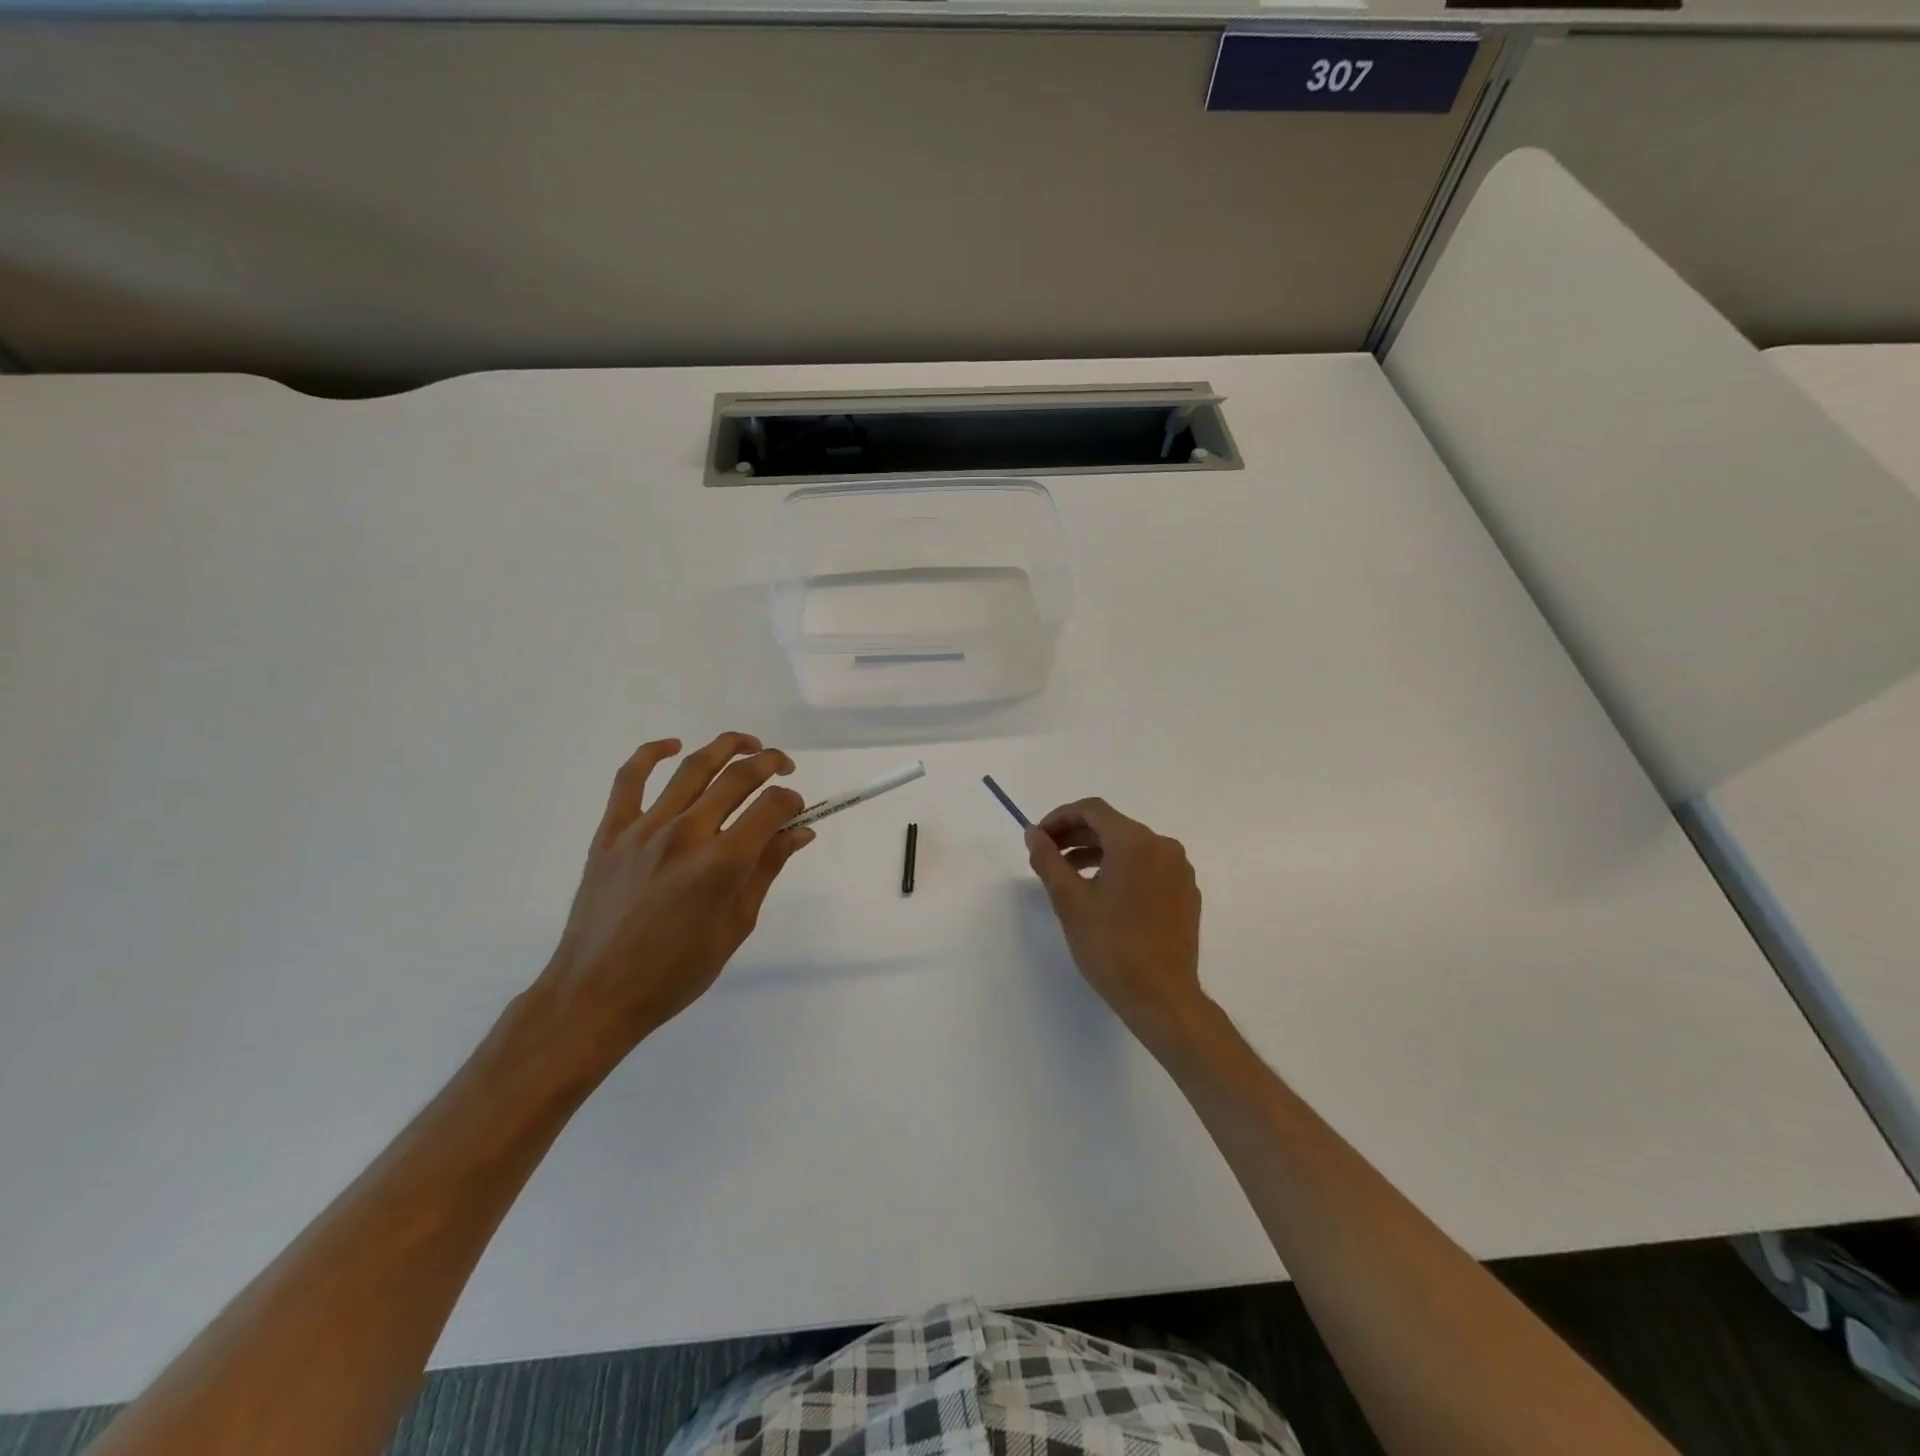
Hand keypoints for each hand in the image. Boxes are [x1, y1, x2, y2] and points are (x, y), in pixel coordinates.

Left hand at [532, 732, 811, 1071]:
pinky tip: (673, 745)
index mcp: (721, 864)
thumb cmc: (675, 972)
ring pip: (692, 767)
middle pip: (737, 777)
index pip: (770, 808)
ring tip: (748, 745)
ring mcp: (644, 828)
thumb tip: (799, 832)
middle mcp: (686, 834)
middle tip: (784, 767)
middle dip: (770, 764)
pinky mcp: (611, 830)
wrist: (596, 993)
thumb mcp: (736, 926)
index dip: (792, 801)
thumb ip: (766, 870)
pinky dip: (651, 752)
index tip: (797, 810)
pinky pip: (629, 777)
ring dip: (727, 746)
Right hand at [1025, 798, 1208, 1048]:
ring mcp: (1179, 870)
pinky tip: (1103, 895)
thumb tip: (1033, 833)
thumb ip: (1048, 860)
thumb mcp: (1070, 901)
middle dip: (1076, 836)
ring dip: (1096, 853)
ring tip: (1069, 876)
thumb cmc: (1111, 947)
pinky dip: (1121, 869)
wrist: (1162, 997)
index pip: (1092, 810)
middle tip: (1047, 856)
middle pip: (1112, 826)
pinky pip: (1148, 867)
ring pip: (1131, 847)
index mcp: (1136, 842)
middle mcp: (1163, 846)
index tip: (1038, 839)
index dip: (1059, 818)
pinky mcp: (1186, 893)